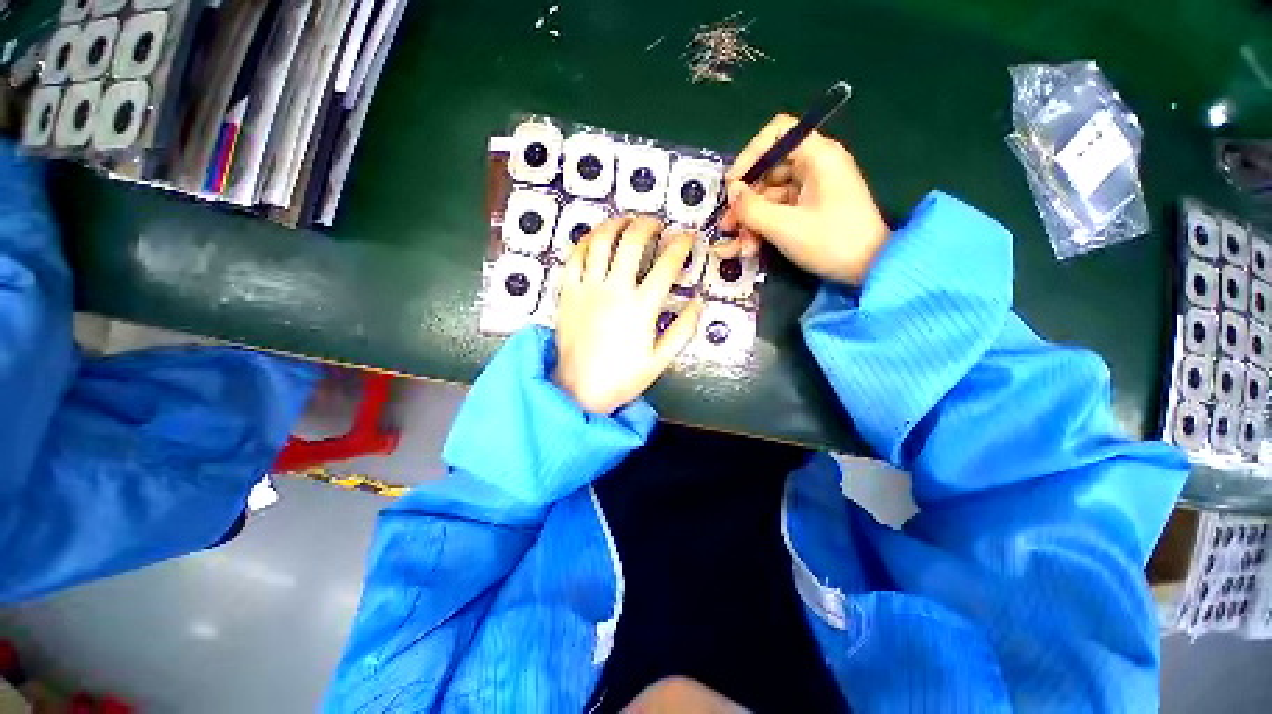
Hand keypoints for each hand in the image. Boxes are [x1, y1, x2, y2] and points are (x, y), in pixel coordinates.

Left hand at [553, 215, 704, 413]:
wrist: (578, 391)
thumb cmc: (621, 378)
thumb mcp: (659, 360)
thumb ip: (682, 330)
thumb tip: (699, 303)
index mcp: (641, 308)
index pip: (666, 265)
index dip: (681, 245)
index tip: (688, 237)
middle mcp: (614, 291)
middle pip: (632, 242)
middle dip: (647, 225)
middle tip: (656, 223)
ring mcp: (588, 289)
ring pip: (600, 242)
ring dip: (615, 224)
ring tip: (626, 220)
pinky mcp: (568, 292)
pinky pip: (574, 257)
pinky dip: (585, 242)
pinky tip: (594, 238)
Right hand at [716, 114, 889, 285]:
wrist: (869, 270)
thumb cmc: (830, 242)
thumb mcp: (785, 227)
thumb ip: (752, 208)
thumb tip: (732, 193)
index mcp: (818, 156)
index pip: (777, 134)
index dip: (750, 155)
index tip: (732, 184)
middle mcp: (815, 166)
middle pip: (769, 169)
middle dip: (745, 200)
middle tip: (727, 225)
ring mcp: (813, 188)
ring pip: (770, 195)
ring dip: (751, 220)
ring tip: (737, 246)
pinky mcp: (810, 209)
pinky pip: (779, 210)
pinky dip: (763, 227)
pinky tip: (750, 248)